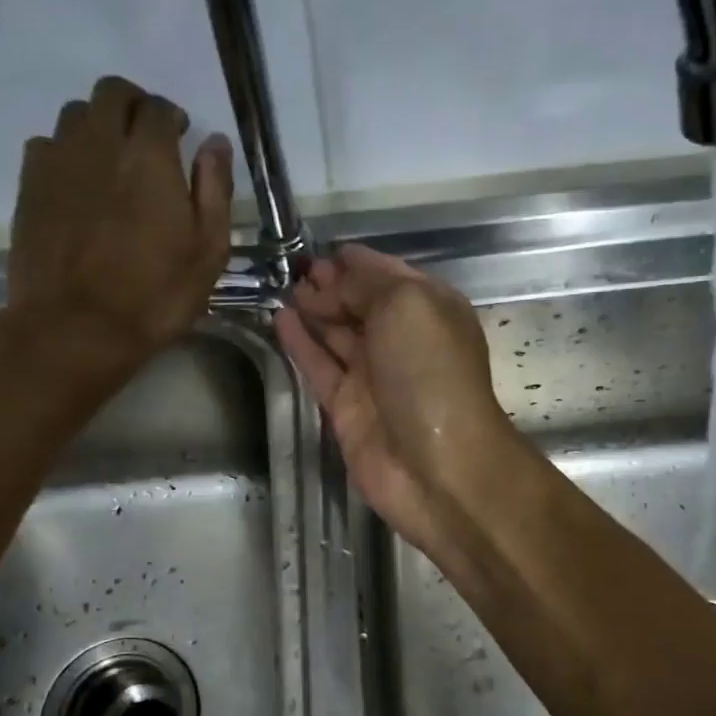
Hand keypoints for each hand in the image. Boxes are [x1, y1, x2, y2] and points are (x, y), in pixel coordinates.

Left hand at [3, 75, 233, 389]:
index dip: (172, 117)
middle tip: (145, 141)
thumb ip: (214, 191)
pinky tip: (77, 184)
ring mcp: (58, 161)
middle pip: (112, 93)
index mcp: (149, 157)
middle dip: (133, 106)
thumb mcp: (207, 253)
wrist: (75, 328)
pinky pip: (46, 144)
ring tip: (110, 161)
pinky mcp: (29, 185)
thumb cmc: (153, 296)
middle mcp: (100, 143)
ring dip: (98, 126)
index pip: (158, 108)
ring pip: (75, 114)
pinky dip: (66, 151)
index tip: (179, 138)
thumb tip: (215, 143)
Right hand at [275, 245, 518, 552]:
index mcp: (431, 310)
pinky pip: (319, 367)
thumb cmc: (430, 373)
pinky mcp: (347, 407)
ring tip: (282, 288)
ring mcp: (374, 376)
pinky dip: (300, 344)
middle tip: (296, 270)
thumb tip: (330, 284)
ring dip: (313, 310)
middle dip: (333, 285)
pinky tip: (279, 320)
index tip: (325, 250)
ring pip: (338, 335)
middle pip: (362, 304)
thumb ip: (365, 286)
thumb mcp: (406, 306)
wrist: (436, 466)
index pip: (390, 275)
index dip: (359, 262)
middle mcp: (403, 340)